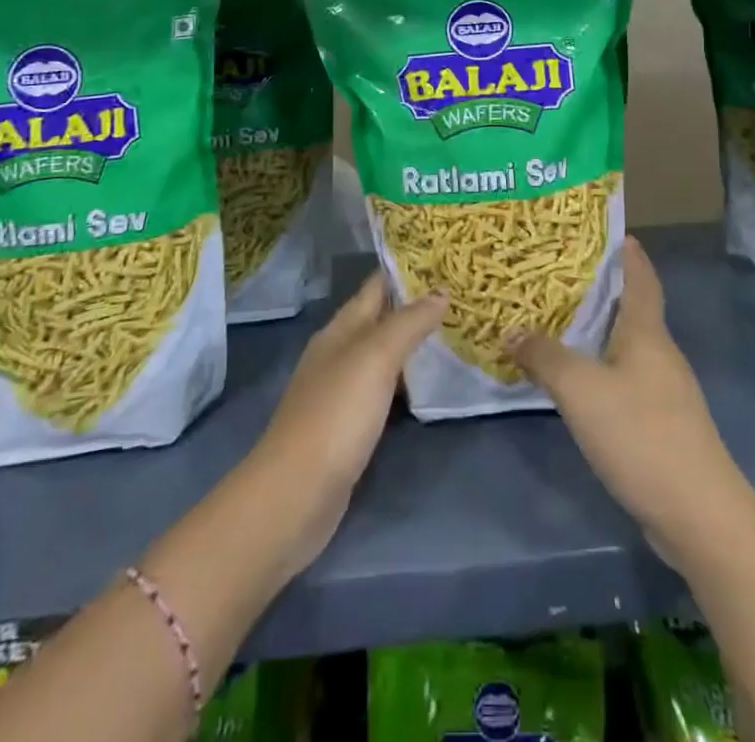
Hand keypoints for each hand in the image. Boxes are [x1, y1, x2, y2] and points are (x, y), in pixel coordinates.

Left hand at [246, 273, 446, 575]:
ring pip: (384, 356)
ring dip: (413, 344)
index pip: (376, 286)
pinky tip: (429, 386)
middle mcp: (339, 353)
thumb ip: (409, 323)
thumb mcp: (375, 358)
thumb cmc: (336, 414)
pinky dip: (406, 382)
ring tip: (455, 333)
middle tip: (460, 295)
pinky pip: (384, 391)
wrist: (295, 496)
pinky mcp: (348, 427)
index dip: (405, 269)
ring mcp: (341, 392)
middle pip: (381, 319)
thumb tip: (441, 292)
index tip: (444, 258)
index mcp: (340, 329)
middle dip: (415, 306)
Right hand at [506, 237, 754, 570]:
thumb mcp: (581, 391)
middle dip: (604, 289)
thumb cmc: (642, 435)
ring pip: (628, 346)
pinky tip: (579, 381)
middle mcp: (661, 354)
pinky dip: (603, 368)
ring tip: (561, 321)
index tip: (612, 231)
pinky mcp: (663, 424)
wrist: (700, 516)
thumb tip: (512, 330)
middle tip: (562, 274)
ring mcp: (666, 392)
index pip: (641, 278)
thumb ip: (545, 357)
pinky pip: (627, 379)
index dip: (629, 253)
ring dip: (600, 331)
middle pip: (634, 309)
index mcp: (648, 333)